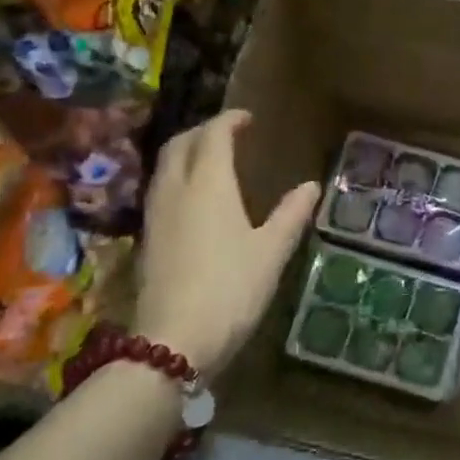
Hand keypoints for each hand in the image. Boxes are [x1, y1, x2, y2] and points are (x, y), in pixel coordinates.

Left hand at [137, 111, 318, 376]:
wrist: (173, 341)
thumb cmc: (231, 288)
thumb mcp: (271, 252)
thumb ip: (291, 214)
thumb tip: (311, 186)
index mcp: (209, 184)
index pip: (213, 135)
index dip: (229, 121)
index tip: (247, 118)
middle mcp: (176, 189)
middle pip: (180, 144)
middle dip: (202, 131)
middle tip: (227, 134)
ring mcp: (156, 214)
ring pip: (165, 166)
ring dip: (186, 152)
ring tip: (211, 160)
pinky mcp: (147, 238)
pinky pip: (160, 189)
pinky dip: (177, 177)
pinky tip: (194, 199)